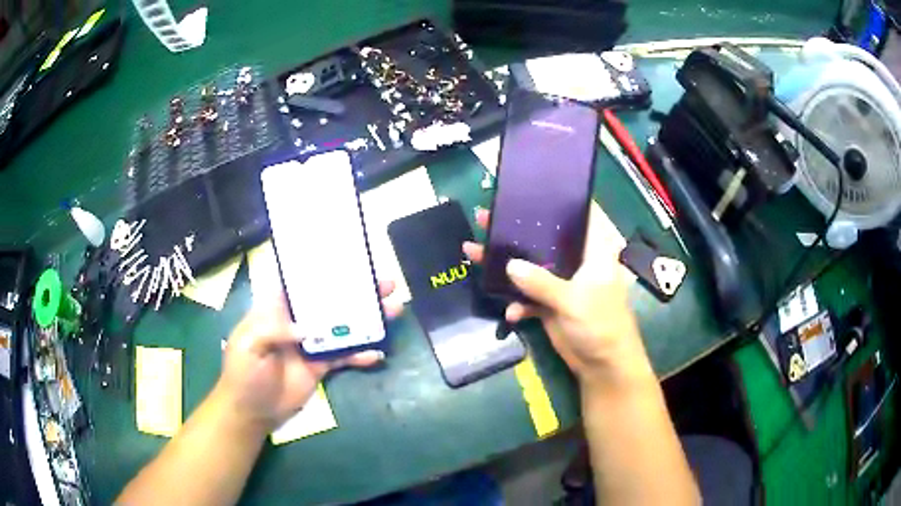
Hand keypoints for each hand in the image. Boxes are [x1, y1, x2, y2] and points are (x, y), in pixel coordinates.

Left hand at [215, 281, 402, 432]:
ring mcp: (312, 344)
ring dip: (366, 320)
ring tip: (392, 310)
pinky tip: (377, 353)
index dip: (323, 271)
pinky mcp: (321, 366)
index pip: (302, 284)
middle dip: (356, 292)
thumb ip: (273, 330)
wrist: (252, 411)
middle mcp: (298, 322)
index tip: (349, 261)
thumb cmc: (243, 373)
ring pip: (342, 327)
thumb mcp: (249, 345)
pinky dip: (361, 355)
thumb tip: (307, 328)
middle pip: (329, 302)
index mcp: (277, 310)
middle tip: (385, 284)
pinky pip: (344, 356)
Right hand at [463, 203, 653, 388]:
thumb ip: (541, 282)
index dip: (555, 201)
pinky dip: (517, 302)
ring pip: (530, 266)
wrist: (602, 366)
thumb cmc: (601, 325)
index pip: (578, 214)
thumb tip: (508, 266)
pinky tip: (511, 313)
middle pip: (544, 238)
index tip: (527, 190)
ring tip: (474, 252)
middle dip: (516, 231)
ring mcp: (561, 282)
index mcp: (594, 250)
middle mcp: (577, 260)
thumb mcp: (573, 300)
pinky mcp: (550, 303)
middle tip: (485, 217)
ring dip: (506, 265)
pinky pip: (527, 295)